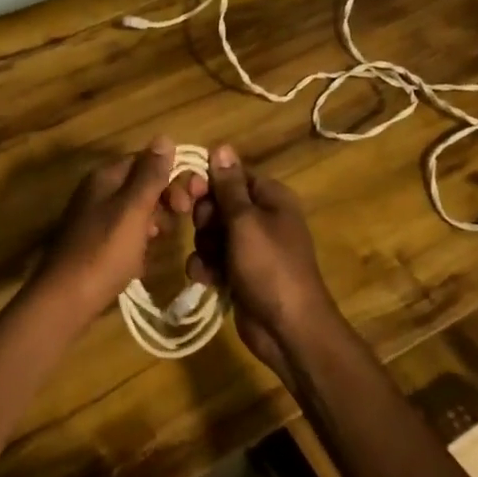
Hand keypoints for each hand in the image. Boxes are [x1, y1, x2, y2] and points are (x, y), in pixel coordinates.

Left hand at [26, 138, 183, 329]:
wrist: (66, 299)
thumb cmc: (104, 251)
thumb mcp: (133, 209)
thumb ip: (150, 175)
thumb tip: (164, 137)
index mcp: (106, 177)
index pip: (146, 161)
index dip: (171, 175)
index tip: (190, 199)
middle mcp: (98, 191)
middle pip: (141, 184)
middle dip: (165, 199)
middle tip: (179, 220)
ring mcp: (95, 218)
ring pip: (136, 210)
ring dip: (155, 221)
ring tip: (162, 240)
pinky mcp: (96, 243)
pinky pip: (126, 232)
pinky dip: (140, 241)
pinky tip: (145, 258)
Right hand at [173, 145, 341, 388]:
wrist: (288, 329)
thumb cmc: (269, 268)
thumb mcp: (246, 222)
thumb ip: (229, 186)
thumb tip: (221, 146)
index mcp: (271, 198)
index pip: (232, 176)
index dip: (209, 184)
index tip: (189, 194)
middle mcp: (262, 218)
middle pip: (219, 205)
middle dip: (205, 221)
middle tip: (206, 234)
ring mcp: (252, 248)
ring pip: (212, 234)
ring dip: (204, 248)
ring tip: (209, 264)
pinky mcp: (241, 273)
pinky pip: (214, 260)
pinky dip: (207, 268)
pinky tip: (206, 280)